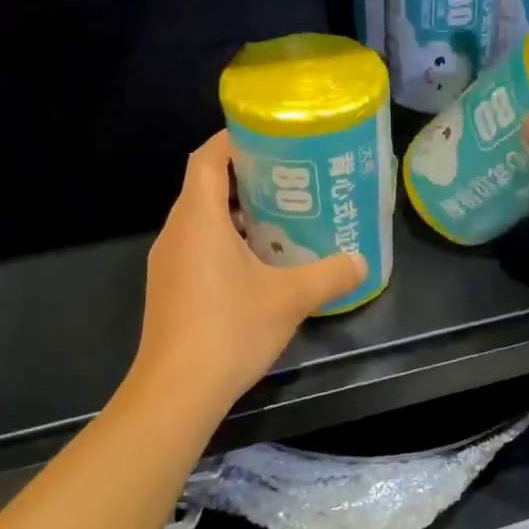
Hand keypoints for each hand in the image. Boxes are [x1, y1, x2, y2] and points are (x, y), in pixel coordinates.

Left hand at [131, 132, 365, 407]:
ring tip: (281, 217)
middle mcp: (175, 233)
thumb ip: (329, 275)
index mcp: (198, 219)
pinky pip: (196, 248)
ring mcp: (167, 263)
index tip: (268, 137)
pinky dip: (224, 242)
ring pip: (200, 220)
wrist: (176, 391)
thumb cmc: (229, 330)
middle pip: (203, 186)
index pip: (206, 158)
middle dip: (244, 177)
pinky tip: (258, 264)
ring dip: (235, 214)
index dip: (232, 140)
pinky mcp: (169, 289)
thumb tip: (361, 262)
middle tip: (290, 180)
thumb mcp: (290, 298)